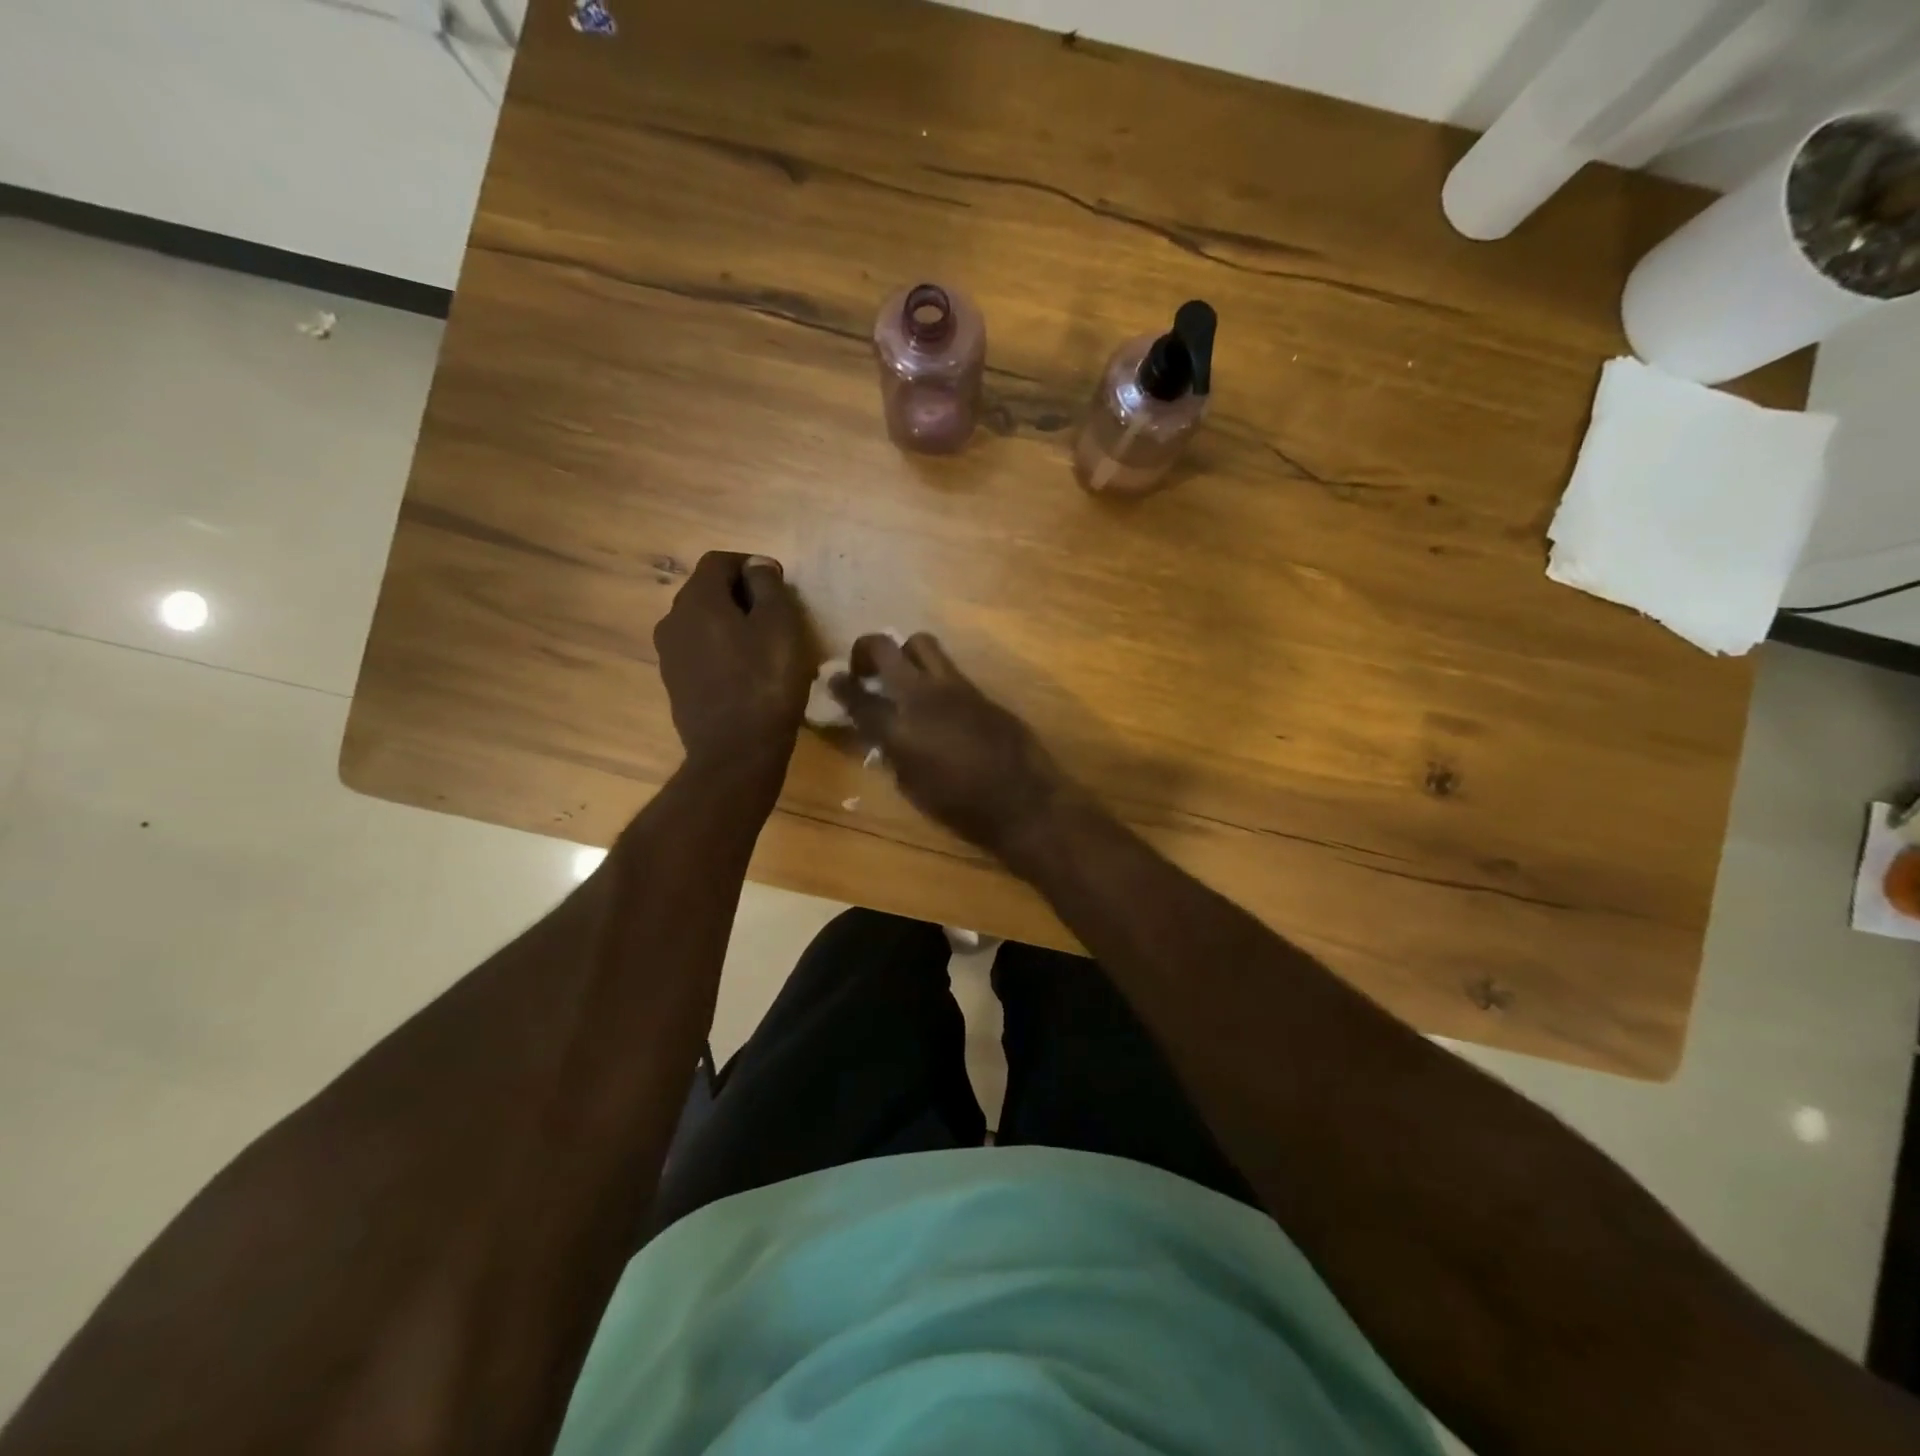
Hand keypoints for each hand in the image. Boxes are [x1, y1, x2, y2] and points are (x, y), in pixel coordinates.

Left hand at [654, 552, 812, 774]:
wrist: (736, 752)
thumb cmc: (765, 682)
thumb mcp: (780, 625)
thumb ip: (767, 586)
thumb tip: (756, 565)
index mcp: (697, 599)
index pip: (719, 561)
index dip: (751, 566)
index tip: (779, 585)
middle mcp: (673, 620)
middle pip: (707, 591)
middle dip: (740, 595)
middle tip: (775, 616)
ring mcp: (669, 655)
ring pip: (702, 624)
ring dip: (730, 625)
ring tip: (763, 646)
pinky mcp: (675, 684)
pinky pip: (700, 652)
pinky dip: (721, 651)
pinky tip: (746, 673)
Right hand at [830, 633, 1073, 856]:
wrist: (1023, 801)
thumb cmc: (962, 809)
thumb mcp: (913, 789)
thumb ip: (893, 755)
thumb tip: (884, 736)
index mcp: (899, 729)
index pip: (858, 697)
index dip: (839, 686)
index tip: (831, 679)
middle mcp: (922, 696)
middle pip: (884, 648)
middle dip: (865, 650)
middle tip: (864, 669)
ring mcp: (954, 687)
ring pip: (921, 643)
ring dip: (903, 652)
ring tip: (902, 674)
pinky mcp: (979, 689)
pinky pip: (948, 667)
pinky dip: (933, 675)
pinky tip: (936, 698)